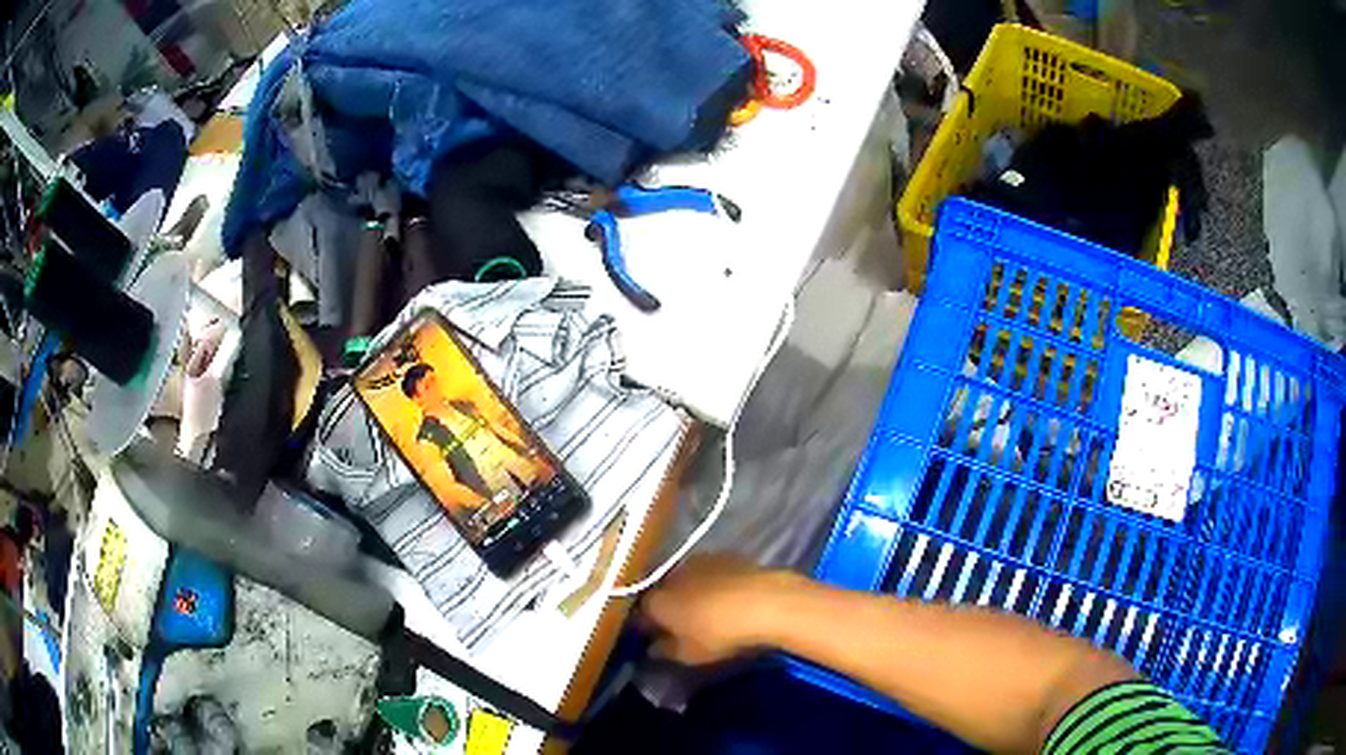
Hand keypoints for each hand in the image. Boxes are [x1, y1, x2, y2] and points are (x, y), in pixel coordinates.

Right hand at [635, 554, 794, 665]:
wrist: (764, 601)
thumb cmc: (719, 634)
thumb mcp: (689, 654)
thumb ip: (666, 651)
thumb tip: (653, 648)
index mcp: (656, 601)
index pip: (641, 614)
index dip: (647, 627)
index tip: (654, 638)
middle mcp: (671, 576)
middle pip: (663, 592)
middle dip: (668, 606)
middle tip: (682, 624)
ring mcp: (699, 561)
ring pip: (687, 579)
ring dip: (691, 591)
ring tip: (707, 608)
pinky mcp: (726, 554)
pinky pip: (711, 571)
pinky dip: (714, 582)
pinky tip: (727, 595)